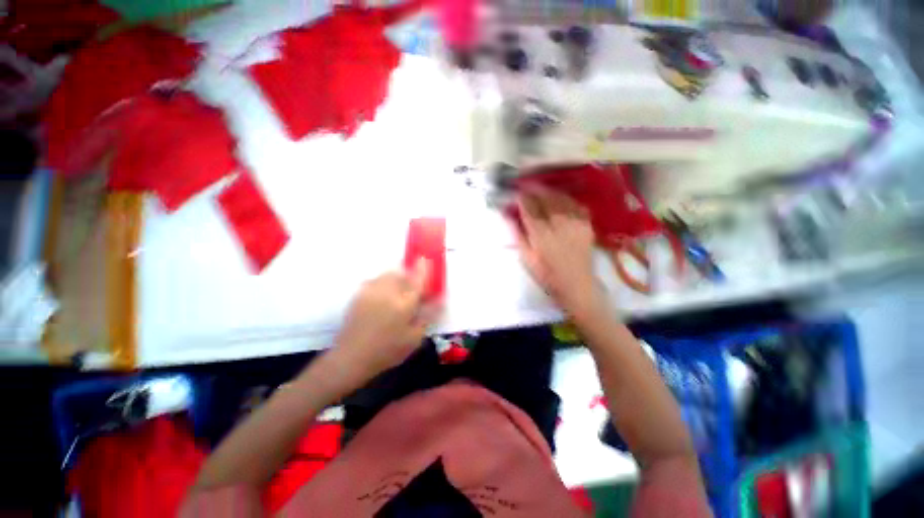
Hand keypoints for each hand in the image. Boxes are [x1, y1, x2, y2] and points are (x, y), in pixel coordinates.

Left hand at [331, 259, 439, 383]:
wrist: (351, 357)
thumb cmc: (387, 350)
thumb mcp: (414, 338)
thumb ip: (428, 316)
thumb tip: (440, 300)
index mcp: (403, 304)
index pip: (417, 279)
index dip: (423, 267)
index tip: (426, 258)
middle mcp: (387, 292)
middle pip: (401, 273)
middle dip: (409, 275)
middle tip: (412, 287)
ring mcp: (371, 291)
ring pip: (387, 274)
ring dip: (396, 277)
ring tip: (397, 291)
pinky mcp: (359, 294)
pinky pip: (375, 280)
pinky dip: (383, 283)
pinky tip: (383, 296)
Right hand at [514, 188, 601, 315]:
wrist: (577, 285)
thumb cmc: (547, 275)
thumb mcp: (526, 258)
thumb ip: (517, 235)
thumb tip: (507, 216)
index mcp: (541, 235)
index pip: (530, 209)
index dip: (522, 198)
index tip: (516, 191)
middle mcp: (559, 225)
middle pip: (546, 199)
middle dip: (535, 189)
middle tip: (527, 185)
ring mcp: (575, 223)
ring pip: (561, 198)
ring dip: (549, 191)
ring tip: (541, 189)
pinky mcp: (586, 225)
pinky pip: (575, 204)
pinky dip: (566, 199)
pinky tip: (559, 198)